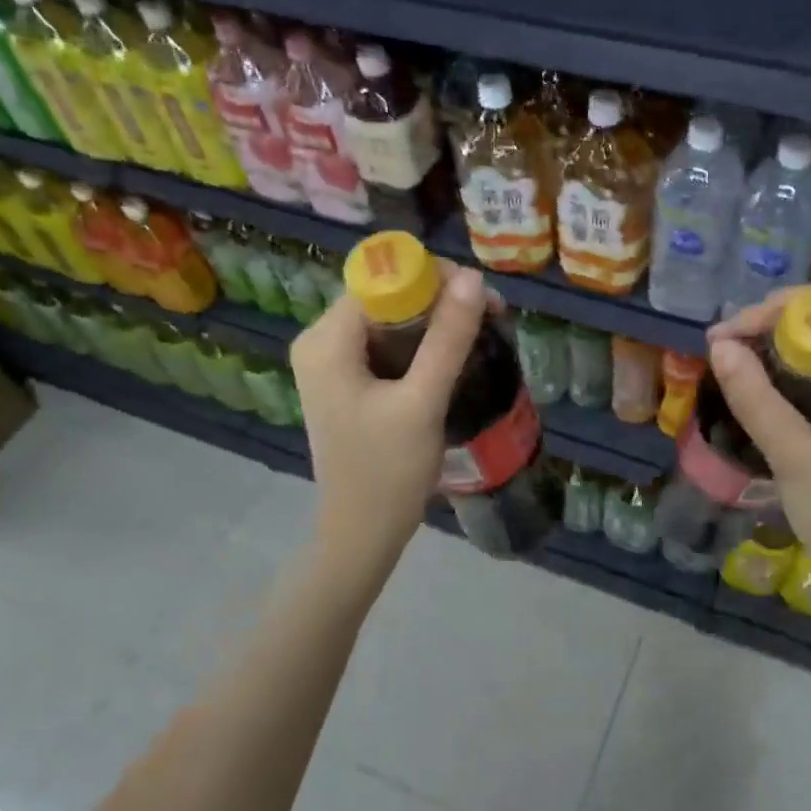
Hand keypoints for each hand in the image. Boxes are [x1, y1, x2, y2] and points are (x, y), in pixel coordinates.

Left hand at [289, 266, 487, 558]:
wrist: (363, 533)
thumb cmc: (388, 471)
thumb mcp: (422, 402)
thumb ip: (448, 339)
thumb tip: (472, 278)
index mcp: (326, 341)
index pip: (380, 280)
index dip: (432, 279)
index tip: (479, 297)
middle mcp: (320, 342)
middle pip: (384, 297)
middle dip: (439, 300)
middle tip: (491, 316)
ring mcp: (331, 364)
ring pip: (389, 321)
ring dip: (435, 323)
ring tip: (481, 333)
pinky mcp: (346, 382)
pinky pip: (386, 345)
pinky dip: (421, 345)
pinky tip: (454, 356)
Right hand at [707, 290, 810, 614]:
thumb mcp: (793, 455)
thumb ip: (756, 398)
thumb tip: (719, 346)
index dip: (778, 309)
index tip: (730, 335)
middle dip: (770, 329)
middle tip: (722, 352)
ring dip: (775, 354)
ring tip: (731, 369)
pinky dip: (787, 381)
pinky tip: (758, 396)